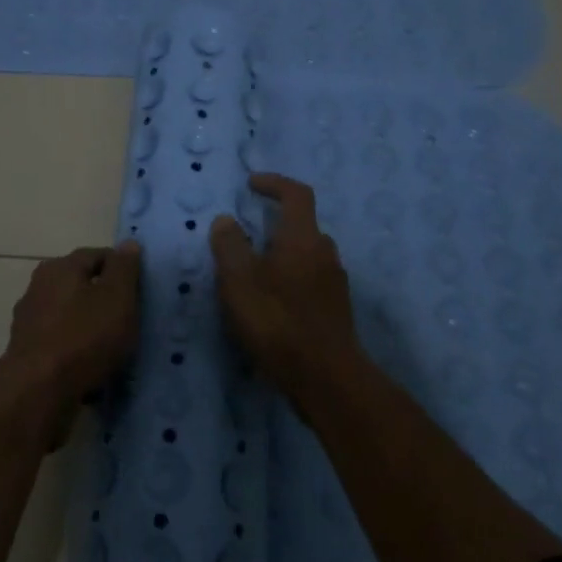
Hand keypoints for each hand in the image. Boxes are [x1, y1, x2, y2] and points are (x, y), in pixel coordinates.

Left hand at [0, 242, 142, 445]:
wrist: (38, 391)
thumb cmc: (84, 336)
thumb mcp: (117, 297)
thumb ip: (124, 268)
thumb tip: (128, 244)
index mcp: (60, 267)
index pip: (98, 255)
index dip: (122, 269)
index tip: (140, 291)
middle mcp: (39, 286)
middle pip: (81, 284)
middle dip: (105, 298)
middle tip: (130, 318)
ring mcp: (29, 320)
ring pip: (70, 314)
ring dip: (90, 325)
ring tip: (113, 346)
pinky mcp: (27, 351)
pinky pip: (61, 342)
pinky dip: (76, 348)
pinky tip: (91, 365)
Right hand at [210, 174, 362, 398]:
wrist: (326, 378)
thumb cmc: (278, 321)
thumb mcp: (239, 281)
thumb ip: (230, 245)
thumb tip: (226, 220)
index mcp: (303, 238)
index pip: (296, 194)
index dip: (275, 183)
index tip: (251, 184)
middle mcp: (325, 253)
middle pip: (302, 225)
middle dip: (274, 224)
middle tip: (245, 237)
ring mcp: (335, 283)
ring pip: (306, 255)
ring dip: (282, 255)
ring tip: (253, 275)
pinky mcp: (335, 310)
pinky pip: (311, 281)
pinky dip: (290, 280)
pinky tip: (271, 304)